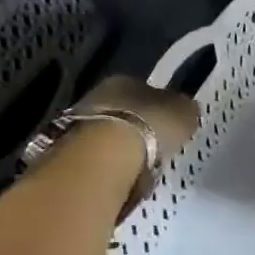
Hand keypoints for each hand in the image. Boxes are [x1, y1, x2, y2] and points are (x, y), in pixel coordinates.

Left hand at [74, 75, 199, 163]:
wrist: (101, 158)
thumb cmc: (148, 127)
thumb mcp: (184, 114)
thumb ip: (186, 109)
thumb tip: (188, 108)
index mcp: (127, 79)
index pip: (147, 89)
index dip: (160, 106)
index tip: (169, 124)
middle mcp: (99, 93)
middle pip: (124, 109)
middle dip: (138, 125)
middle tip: (155, 145)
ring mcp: (79, 120)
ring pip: (107, 130)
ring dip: (120, 144)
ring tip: (138, 165)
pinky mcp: (67, 148)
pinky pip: (96, 153)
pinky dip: (107, 162)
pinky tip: (119, 175)